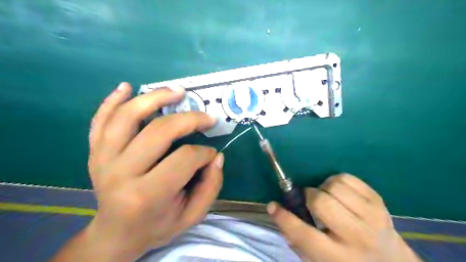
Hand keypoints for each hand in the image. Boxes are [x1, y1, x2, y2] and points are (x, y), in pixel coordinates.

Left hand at [52, 82, 223, 260]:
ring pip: (128, 117)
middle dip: (190, 119)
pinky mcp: (94, 152)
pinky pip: (100, 120)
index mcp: (147, 195)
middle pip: (159, 131)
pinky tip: (127, 87)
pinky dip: (112, 100)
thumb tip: (216, 157)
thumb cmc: (157, 225)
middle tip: (207, 117)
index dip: (204, 153)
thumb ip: (210, 187)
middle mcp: (121, 173)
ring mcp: (103, 159)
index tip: (212, 155)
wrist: (117, 234)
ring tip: (177, 91)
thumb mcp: (192, 216)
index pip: (185, 159)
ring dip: (154, 97)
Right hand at [266, 174, 422, 261]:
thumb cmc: (348, 261)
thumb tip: (279, 212)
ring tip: (327, 198)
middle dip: (309, 197)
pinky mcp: (378, 200)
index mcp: (338, 257)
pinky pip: (347, 178)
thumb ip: (297, 241)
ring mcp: (371, 215)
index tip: (273, 206)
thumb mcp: (320, 261)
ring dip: (323, 188)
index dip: (284, 218)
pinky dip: (336, 181)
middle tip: (309, 201)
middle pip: (321, 202)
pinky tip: (339, 193)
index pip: (304, 235)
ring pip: (334, 186)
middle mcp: (357, 237)